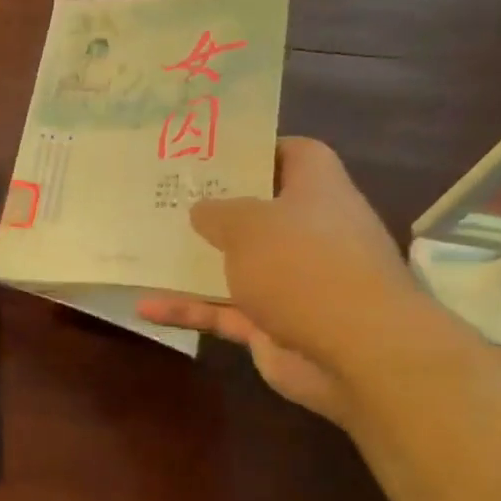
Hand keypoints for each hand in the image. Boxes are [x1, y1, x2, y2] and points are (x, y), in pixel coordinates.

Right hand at [137, 139, 430, 425]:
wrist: (356, 351)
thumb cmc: (304, 266)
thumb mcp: (250, 225)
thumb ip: (218, 212)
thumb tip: (201, 209)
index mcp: (317, 194)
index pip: (297, 155)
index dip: (260, 149)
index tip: (214, 153)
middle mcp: (309, 234)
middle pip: (261, 213)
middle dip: (217, 208)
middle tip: (168, 198)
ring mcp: (292, 283)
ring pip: (236, 266)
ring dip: (195, 263)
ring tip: (148, 250)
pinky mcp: (273, 325)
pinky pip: (222, 311)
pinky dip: (188, 309)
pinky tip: (144, 307)